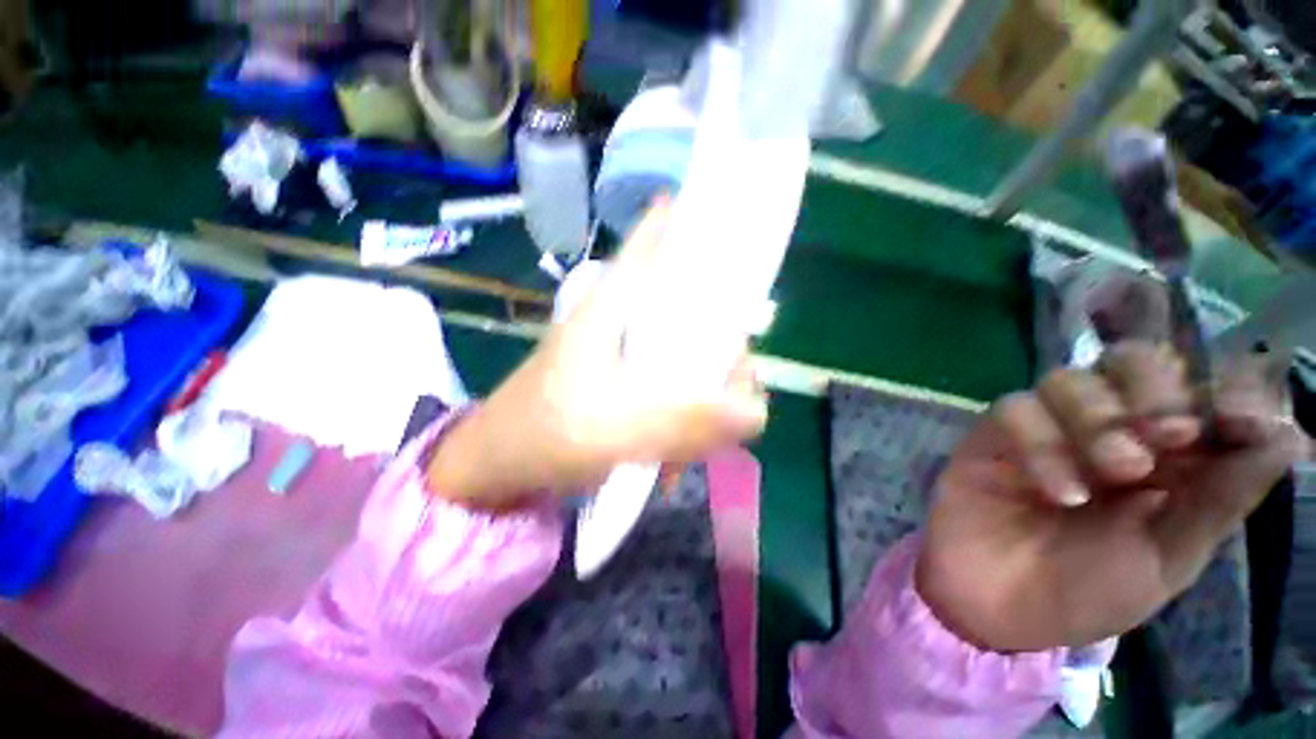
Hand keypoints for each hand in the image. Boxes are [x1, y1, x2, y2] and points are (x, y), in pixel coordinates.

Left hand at [426, 202, 767, 509]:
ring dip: (710, 389)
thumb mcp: (613, 427)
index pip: (662, 236)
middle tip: (732, 396)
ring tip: (704, 436)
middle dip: (725, 347)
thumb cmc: (544, 433)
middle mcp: (629, 313)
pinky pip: (680, 379)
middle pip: (698, 302)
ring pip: (694, 345)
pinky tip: (684, 445)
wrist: (503, 463)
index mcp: (617, 299)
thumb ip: (684, 421)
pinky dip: (692, 409)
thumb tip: (757, 412)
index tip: (744, 244)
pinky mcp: (633, 376)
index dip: (704, 223)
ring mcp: (632, 346)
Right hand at [916, 342, 1308, 652]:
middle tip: (1170, 438)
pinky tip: (1060, 491)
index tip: (1241, 421)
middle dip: (1156, 390)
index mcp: (1163, 455)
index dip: (1226, 386)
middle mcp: (1106, 429)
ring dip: (1099, 417)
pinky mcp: (993, 437)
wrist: (1002, 608)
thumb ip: (1221, 499)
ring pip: (1069, 378)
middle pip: (1131, 360)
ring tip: (1114, 474)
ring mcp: (1045, 429)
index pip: (1201, 386)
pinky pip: (1014, 410)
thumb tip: (1290, 438)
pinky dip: (1043, 443)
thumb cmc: (1092, 592)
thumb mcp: (1171, 558)